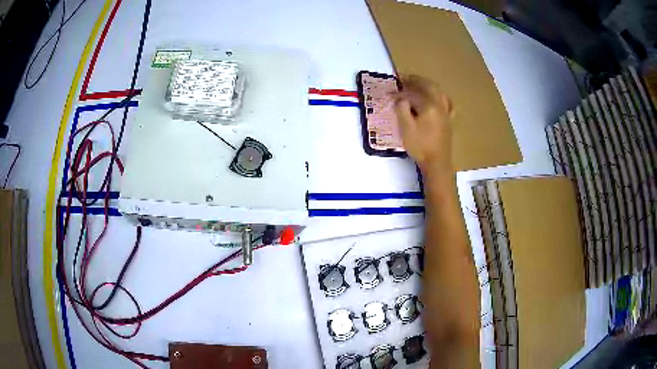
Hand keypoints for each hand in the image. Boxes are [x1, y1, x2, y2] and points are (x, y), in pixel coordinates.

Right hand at [393, 75, 454, 174]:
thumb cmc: (420, 146)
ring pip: (438, 91)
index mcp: (428, 105)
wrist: (437, 162)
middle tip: (403, 78)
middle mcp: (440, 105)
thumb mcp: (405, 128)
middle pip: (428, 86)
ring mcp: (446, 112)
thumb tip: (401, 98)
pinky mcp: (449, 120)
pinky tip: (438, 97)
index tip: (389, 94)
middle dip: (415, 80)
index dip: (399, 93)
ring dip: (427, 85)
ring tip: (418, 84)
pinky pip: (448, 102)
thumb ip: (402, 109)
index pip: (411, 94)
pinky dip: (441, 96)